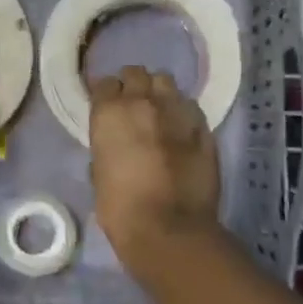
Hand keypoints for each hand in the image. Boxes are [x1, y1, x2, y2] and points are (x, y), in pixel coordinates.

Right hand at [89, 66, 220, 277]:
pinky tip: (181, 129)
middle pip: (136, 74)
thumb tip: (114, 146)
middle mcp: (142, 102)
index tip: (106, 106)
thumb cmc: (120, 208)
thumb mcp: (99, 174)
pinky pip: (190, 108)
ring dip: (159, 92)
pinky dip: (183, 113)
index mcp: (109, 113)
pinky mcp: (203, 128)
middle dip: (133, 85)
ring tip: (159, 111)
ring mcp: (177, 112)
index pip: (104, 84)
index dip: (105, 94)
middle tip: (132, 105)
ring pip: (166, 83)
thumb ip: (106, 148)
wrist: (169, 229)